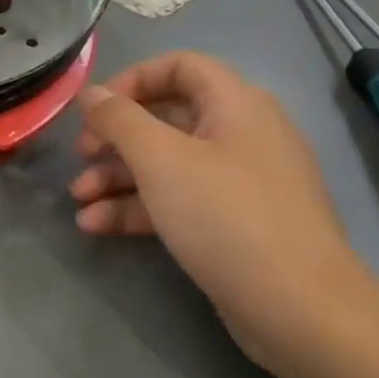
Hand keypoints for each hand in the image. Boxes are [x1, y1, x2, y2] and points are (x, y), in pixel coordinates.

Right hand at [70, 52, 378, 370]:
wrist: (300, 311)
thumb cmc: (226, 216)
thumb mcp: (160, 159)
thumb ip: (119, 119)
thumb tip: (91, 93)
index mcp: (236, 105)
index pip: (180, 66)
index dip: (133, 79)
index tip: (96, 109)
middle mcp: (241, 135)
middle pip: (167, 118)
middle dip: (116, 137)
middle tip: (81, 156)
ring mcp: (240, 183)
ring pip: (168, 164)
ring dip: (118, 177)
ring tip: (78, 200)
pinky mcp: (234, 226)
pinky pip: (180, 201)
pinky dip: (139, 208)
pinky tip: (97, 225)